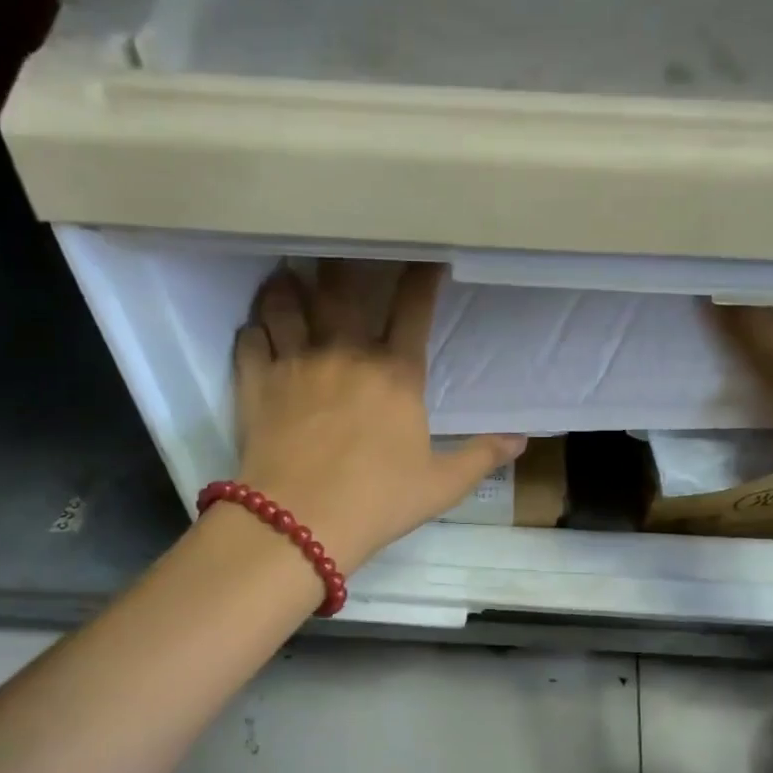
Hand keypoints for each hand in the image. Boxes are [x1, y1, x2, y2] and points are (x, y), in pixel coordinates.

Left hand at [231, 262, 524, 570]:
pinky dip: (253, 330)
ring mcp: (295, 363)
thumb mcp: (441, 485)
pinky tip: (255, 329)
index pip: (413, 310)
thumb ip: (480, 457)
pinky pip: (250, 341)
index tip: (428, 259)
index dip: (423, 279)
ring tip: (288, 278)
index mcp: (395, 374)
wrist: (300, 522)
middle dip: (342, 264)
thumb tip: (521, 440)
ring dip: (288, 288)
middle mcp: (345, 353)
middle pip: (341, 291)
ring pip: (287, 306)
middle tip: (338, 250)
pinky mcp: (256, 384)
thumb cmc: (378, 501)